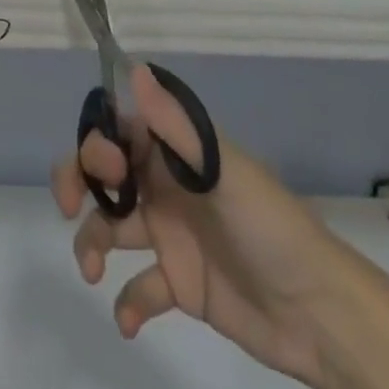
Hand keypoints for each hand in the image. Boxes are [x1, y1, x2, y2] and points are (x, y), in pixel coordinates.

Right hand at [52, 66, 374, 388]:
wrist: (320, 314)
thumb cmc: (269, 228)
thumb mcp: (222, 172)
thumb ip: (175, 126)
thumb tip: (134, 69)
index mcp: (178, 153)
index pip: (121, 131)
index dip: (98, 142)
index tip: (101, 169)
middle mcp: (168, 187)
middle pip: (106, 174)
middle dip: (78, 182)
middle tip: (68, 208)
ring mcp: (172, 236)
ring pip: (111, 226)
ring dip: (92, 243)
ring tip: (93, 271)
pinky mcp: (180, 284)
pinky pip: (138, 287)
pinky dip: (127, 302)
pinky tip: (130, 319)